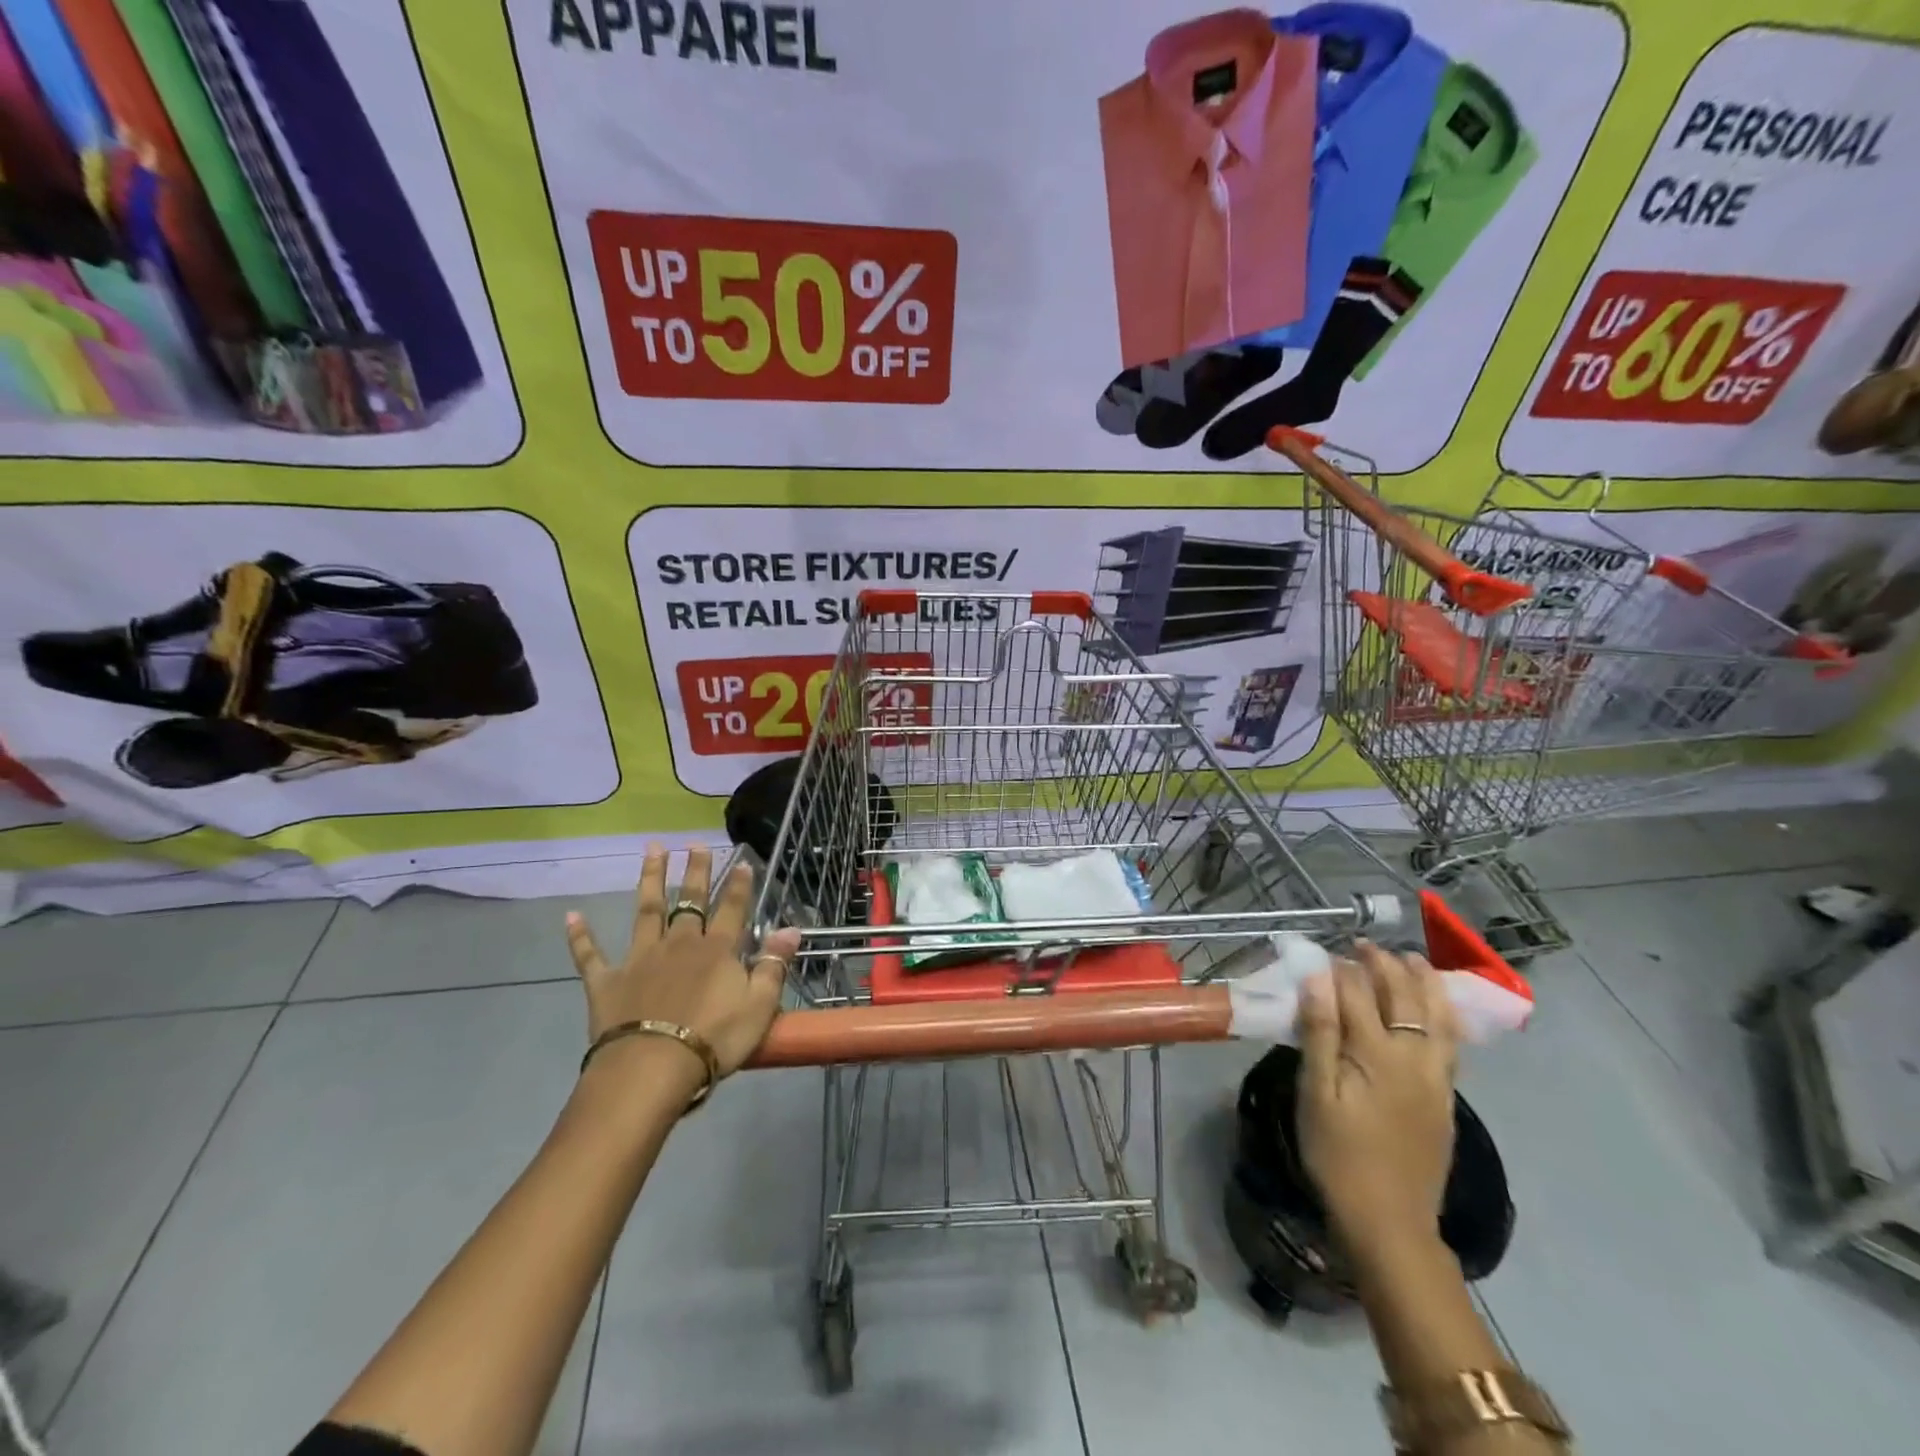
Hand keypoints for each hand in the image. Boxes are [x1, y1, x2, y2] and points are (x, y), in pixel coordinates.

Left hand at [565, 846, 800, 1087]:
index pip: (732, 909)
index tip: (742, 861)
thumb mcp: (760, 1006)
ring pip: (647, 911)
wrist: (652, 1067)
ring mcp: (640, 959)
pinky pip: (590, 955)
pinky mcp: (607, 981)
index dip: (739, 885)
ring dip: (650, 879)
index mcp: (717, 951)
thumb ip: (774, 965)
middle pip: (690, 900)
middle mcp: (679, 944)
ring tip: (652, 850)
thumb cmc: (714, 1039)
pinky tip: (571, 915)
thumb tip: (791, 929)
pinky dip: (580, 936)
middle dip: (695, 870)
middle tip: (694, 843)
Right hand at [1295, 941, 1459, 1255]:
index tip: (1324, 950)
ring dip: (1424, 982)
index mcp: (1377, 1054)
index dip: (1340, 968)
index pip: (1358, 994)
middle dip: (1384, 965)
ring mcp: (1436, 1079)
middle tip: (1363, 945)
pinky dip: (1444, 1015)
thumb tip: (1318, 977)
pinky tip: (1435, 1010)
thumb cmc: (1338, 1154)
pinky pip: (1451, 1043)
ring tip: (1411, 959)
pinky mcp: (1446, 1099)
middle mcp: (1414, 1058)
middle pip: (1404, 997)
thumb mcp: (1316, 1093)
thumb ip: (1319, 1032)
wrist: (1390, 1221)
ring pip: (1438, 1017)